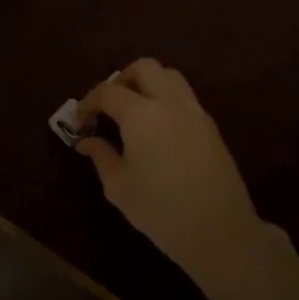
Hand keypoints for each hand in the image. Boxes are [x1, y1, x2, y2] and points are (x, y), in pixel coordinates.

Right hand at [74, 59, 266, 279]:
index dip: (88, 102)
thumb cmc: (160, 210)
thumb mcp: (118, 186)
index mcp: (141, 114)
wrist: (218, 230)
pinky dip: (165, 100)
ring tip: (133, 112)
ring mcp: (195, 111)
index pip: (108, 91)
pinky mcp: (210, 126)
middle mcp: (170, 102)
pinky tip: (156, 129)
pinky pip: (184, 97)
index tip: (80, 121)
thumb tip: (88, 141)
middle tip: (108, 107)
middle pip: (144, 68)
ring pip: (169, 76)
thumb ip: (101, 156)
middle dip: (121, 80)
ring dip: (147, 84)